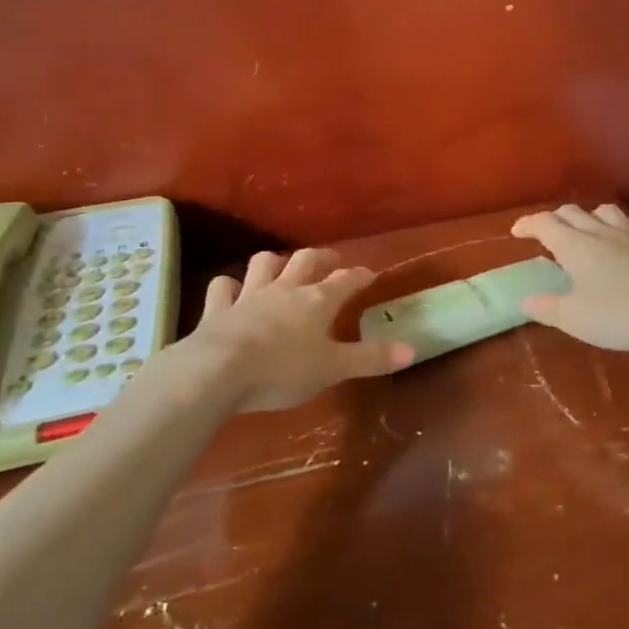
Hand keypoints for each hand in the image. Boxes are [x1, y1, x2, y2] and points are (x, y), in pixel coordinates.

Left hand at [187, 248, 414, 412]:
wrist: (219, 370)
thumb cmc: (283, 370)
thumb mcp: (333, 368)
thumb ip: (370, 358)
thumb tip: (411, 350)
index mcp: (316, 301)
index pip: (345, 280)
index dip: (359, 275)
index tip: (370, 273)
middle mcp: (285, 289)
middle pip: (305, 261)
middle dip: (320, 258)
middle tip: (330, 260)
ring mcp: (248, 296)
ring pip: (263, 264)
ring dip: (273, 262)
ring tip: (280, 266)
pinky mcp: (218, 310)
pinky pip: (222, 288)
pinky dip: (228, 286)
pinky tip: (230, 290)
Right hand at [511, 204, 628, 353]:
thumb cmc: (620, 315)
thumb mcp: (575, 319)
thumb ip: (547, 308)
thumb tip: (525, 301)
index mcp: (575, 245)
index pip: (544, 223)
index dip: (528, 224)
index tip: (516, 232)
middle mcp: (601, 232)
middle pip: (573, 212)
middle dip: (556, 218)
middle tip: (547, 233)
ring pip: (608, 212)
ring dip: (593, 217)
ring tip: (589, 231)